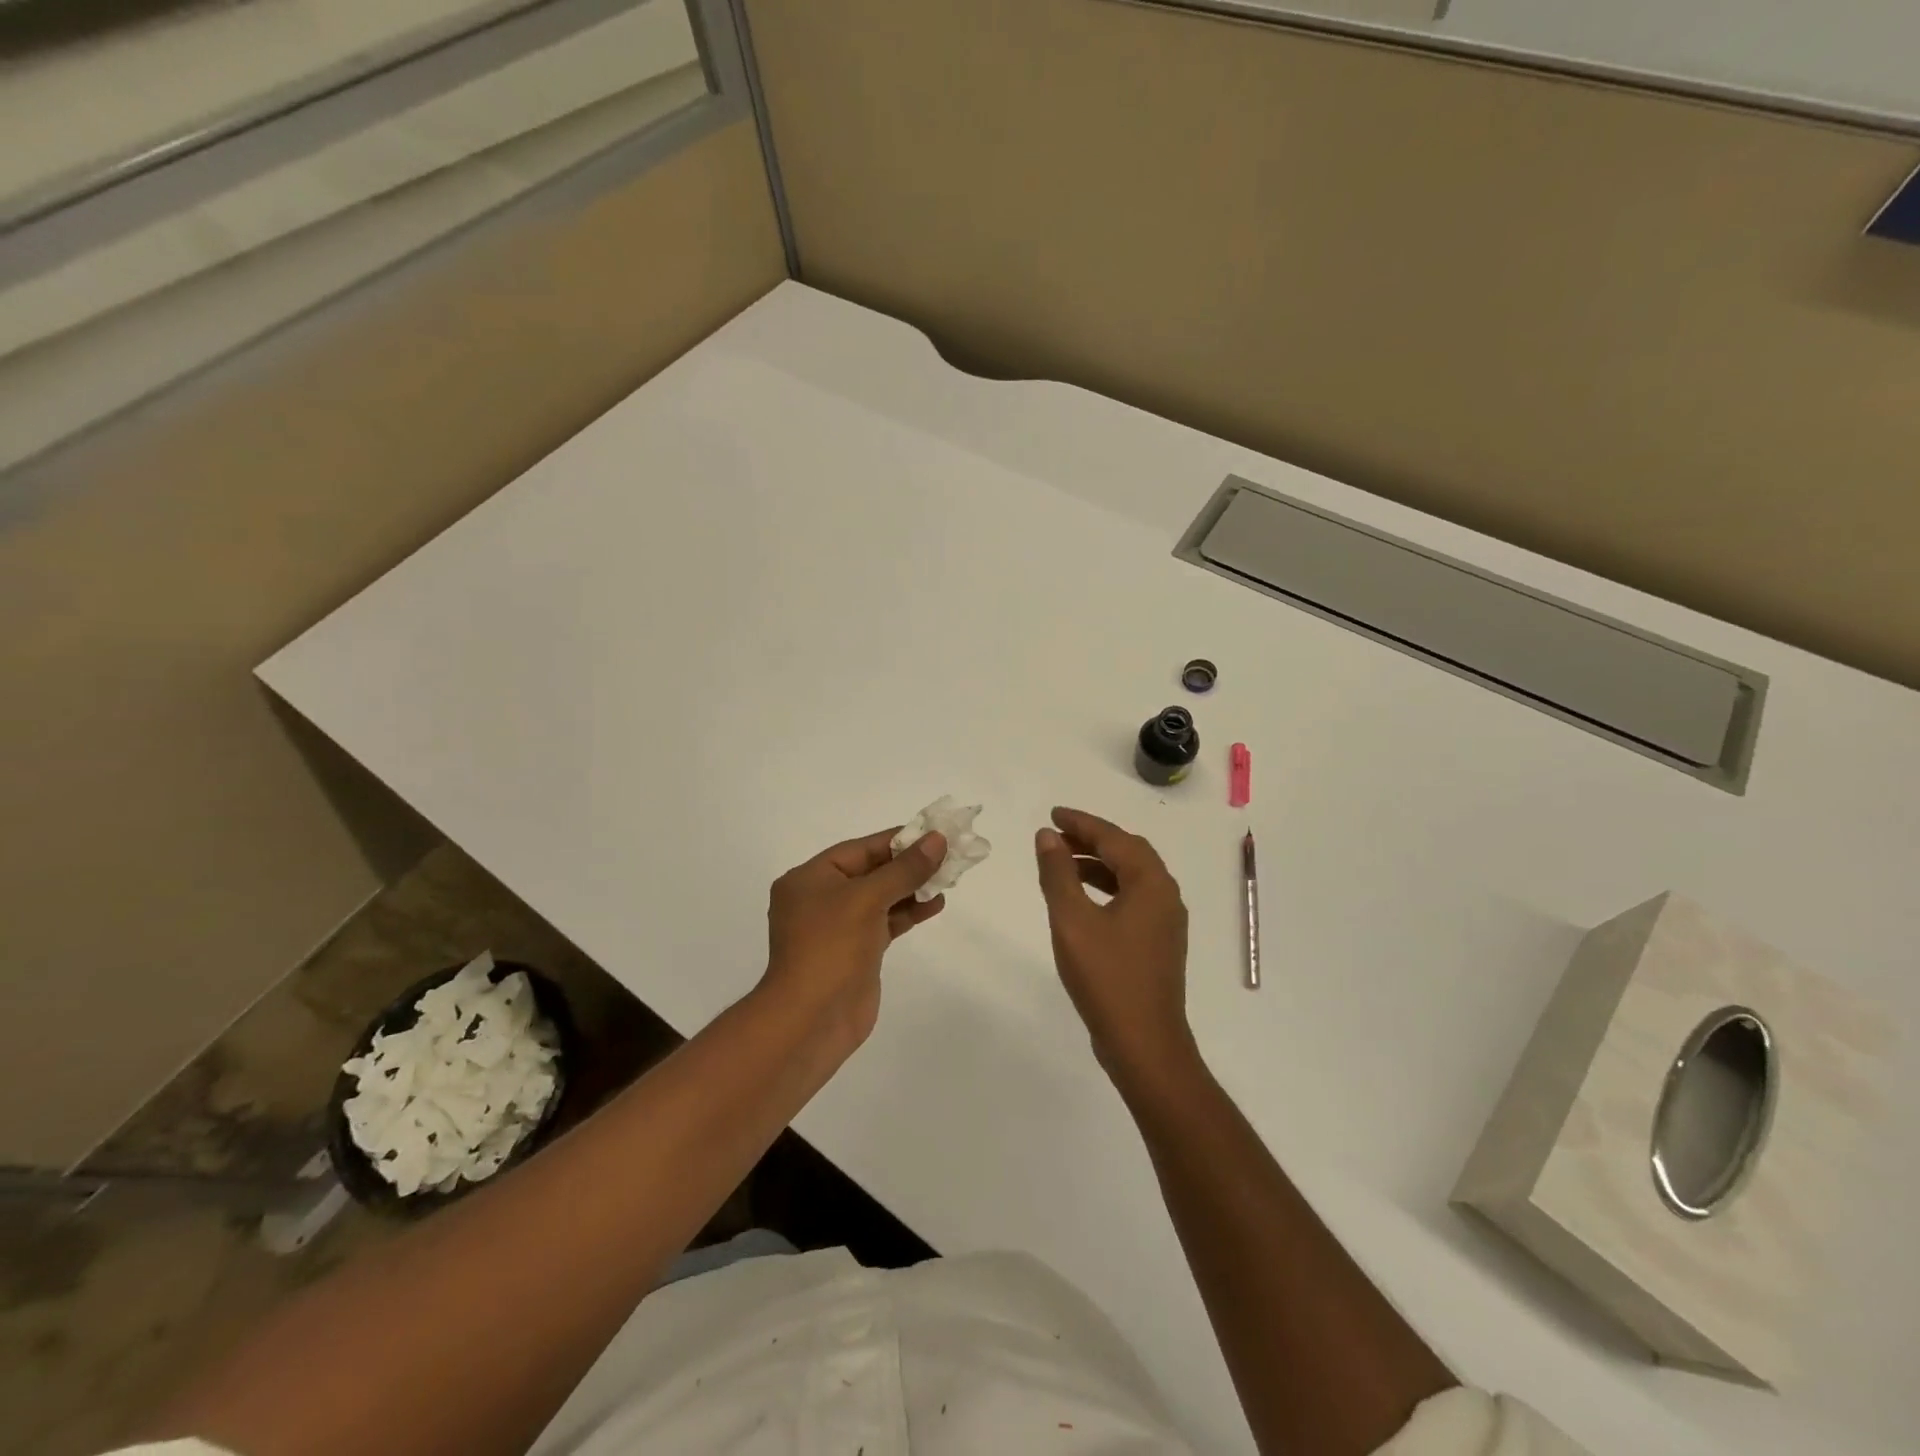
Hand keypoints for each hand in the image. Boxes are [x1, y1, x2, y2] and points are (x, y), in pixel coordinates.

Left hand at [760, 827, 947, 1052]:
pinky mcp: (856, 952)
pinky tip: (934, 904)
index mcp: (810, 878)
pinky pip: (885, 922)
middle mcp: (820, 899)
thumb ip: (904, 869)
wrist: (812, 1020)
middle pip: (871, 872)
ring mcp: (838, 928)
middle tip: (948, 855)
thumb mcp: (867, 899)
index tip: (933, 833)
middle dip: (908, 864)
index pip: (860, 849)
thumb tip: (937, 840)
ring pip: (881, 898)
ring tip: (948, 878)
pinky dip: (908, 912)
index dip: (897, 840)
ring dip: (912, 888)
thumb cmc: (831, 948)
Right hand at [1034, 807, 1194, 1086]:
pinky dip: (1107, 889)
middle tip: (1057, 835)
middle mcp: (1166, 896)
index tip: (1053, 814)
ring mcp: (1166, 922)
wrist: (1145, 1044)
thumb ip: (1058, 874)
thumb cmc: (1107, 978)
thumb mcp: (1072, 921)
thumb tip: (1047, 836)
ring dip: (1098, 864)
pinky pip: (1133, 899)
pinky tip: (1083, 901)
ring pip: (1131, 877)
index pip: (1114, 838)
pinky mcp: (1159, 944)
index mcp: (1151, 883)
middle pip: (1128, 853)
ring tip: (1063, 862)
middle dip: (1092, 839)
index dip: (1082, 822)